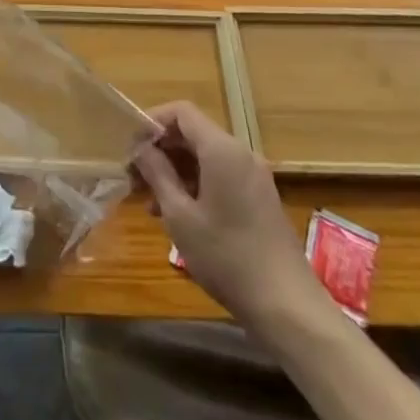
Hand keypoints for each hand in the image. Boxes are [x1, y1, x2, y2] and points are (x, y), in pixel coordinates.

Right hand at [134, 101, 331, 326]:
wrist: (288, 307)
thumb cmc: (227, 257)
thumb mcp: (180, 216)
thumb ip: (157, 173)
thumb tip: (142, 148)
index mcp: (221, 149)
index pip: (181, 112)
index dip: (152, 122)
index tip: (131, 149)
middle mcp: (240, 153)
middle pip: (192, 134)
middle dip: (160, 151)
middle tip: (134, 178)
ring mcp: (253, 176)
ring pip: (205, 157)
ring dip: (175, 172)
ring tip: (150, 204)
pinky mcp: (259, 198)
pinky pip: (220, 176)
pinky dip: (195, 185)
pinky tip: (178, 216)